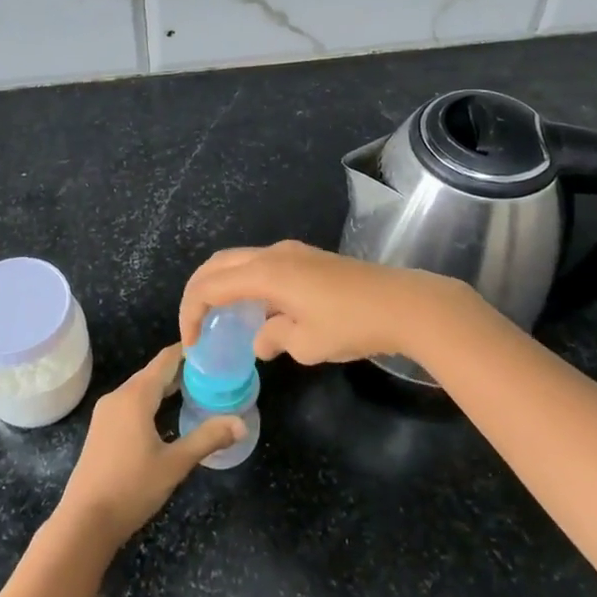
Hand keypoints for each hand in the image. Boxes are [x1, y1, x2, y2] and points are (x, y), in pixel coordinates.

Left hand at [53, 346, 242, 553]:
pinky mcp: (101, 429)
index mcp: (135, 396)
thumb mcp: (175, 464)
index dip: (188, 351)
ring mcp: (106, 413)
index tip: (213, 348)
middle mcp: (118, 396)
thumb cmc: (132, 488)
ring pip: (140, 388)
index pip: (165, 360)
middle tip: (213, 372)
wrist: (85, 521)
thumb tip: (241, 424)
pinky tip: (166, 414)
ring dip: (166, 386)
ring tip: (196, 390)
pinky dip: (151, 401)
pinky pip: (130, 403)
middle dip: (181, 370)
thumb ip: (208, 439)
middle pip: (153, 373)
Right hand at [180, 240, 471, 365]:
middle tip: (195, 323)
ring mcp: (293, 253)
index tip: (192, 343)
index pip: (211, 286)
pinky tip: (257, 310)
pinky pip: (262, 265)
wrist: (403, 304)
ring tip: (221, 318)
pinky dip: (246, 283)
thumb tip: (260, 341)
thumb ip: (273, 339)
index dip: (192, 312)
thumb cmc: (351, 325)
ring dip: (224, 284)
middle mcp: (273, 255)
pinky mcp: (309, 259)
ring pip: (241, 261)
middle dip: (199, 291)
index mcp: (265, 273)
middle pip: (219, 264)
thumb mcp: (306, 344)